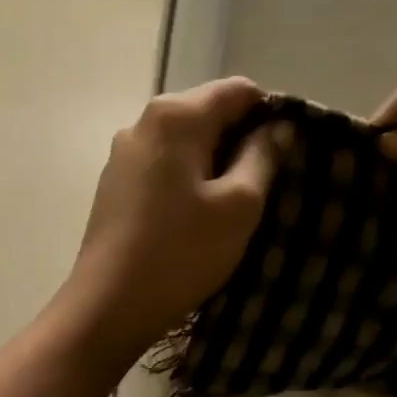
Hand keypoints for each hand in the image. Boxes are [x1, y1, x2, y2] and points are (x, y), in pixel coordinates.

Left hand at [56, 76, 282, 360]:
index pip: (239, 90)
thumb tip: (277, 127)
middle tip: (265, 186)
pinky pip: (162, 168)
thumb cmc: (182, 253)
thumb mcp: (239, 206)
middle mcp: (142, 122)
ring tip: (232, 206)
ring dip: (213, 164)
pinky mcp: (113, 186)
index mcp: (175, 115)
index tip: (286, 155)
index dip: (270, 115)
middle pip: (207, 113)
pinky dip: (186, 181)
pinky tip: (195, 217)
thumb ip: (262, 157)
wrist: (110, 306)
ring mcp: (122, 155)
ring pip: (184, 143)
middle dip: (240, 141)